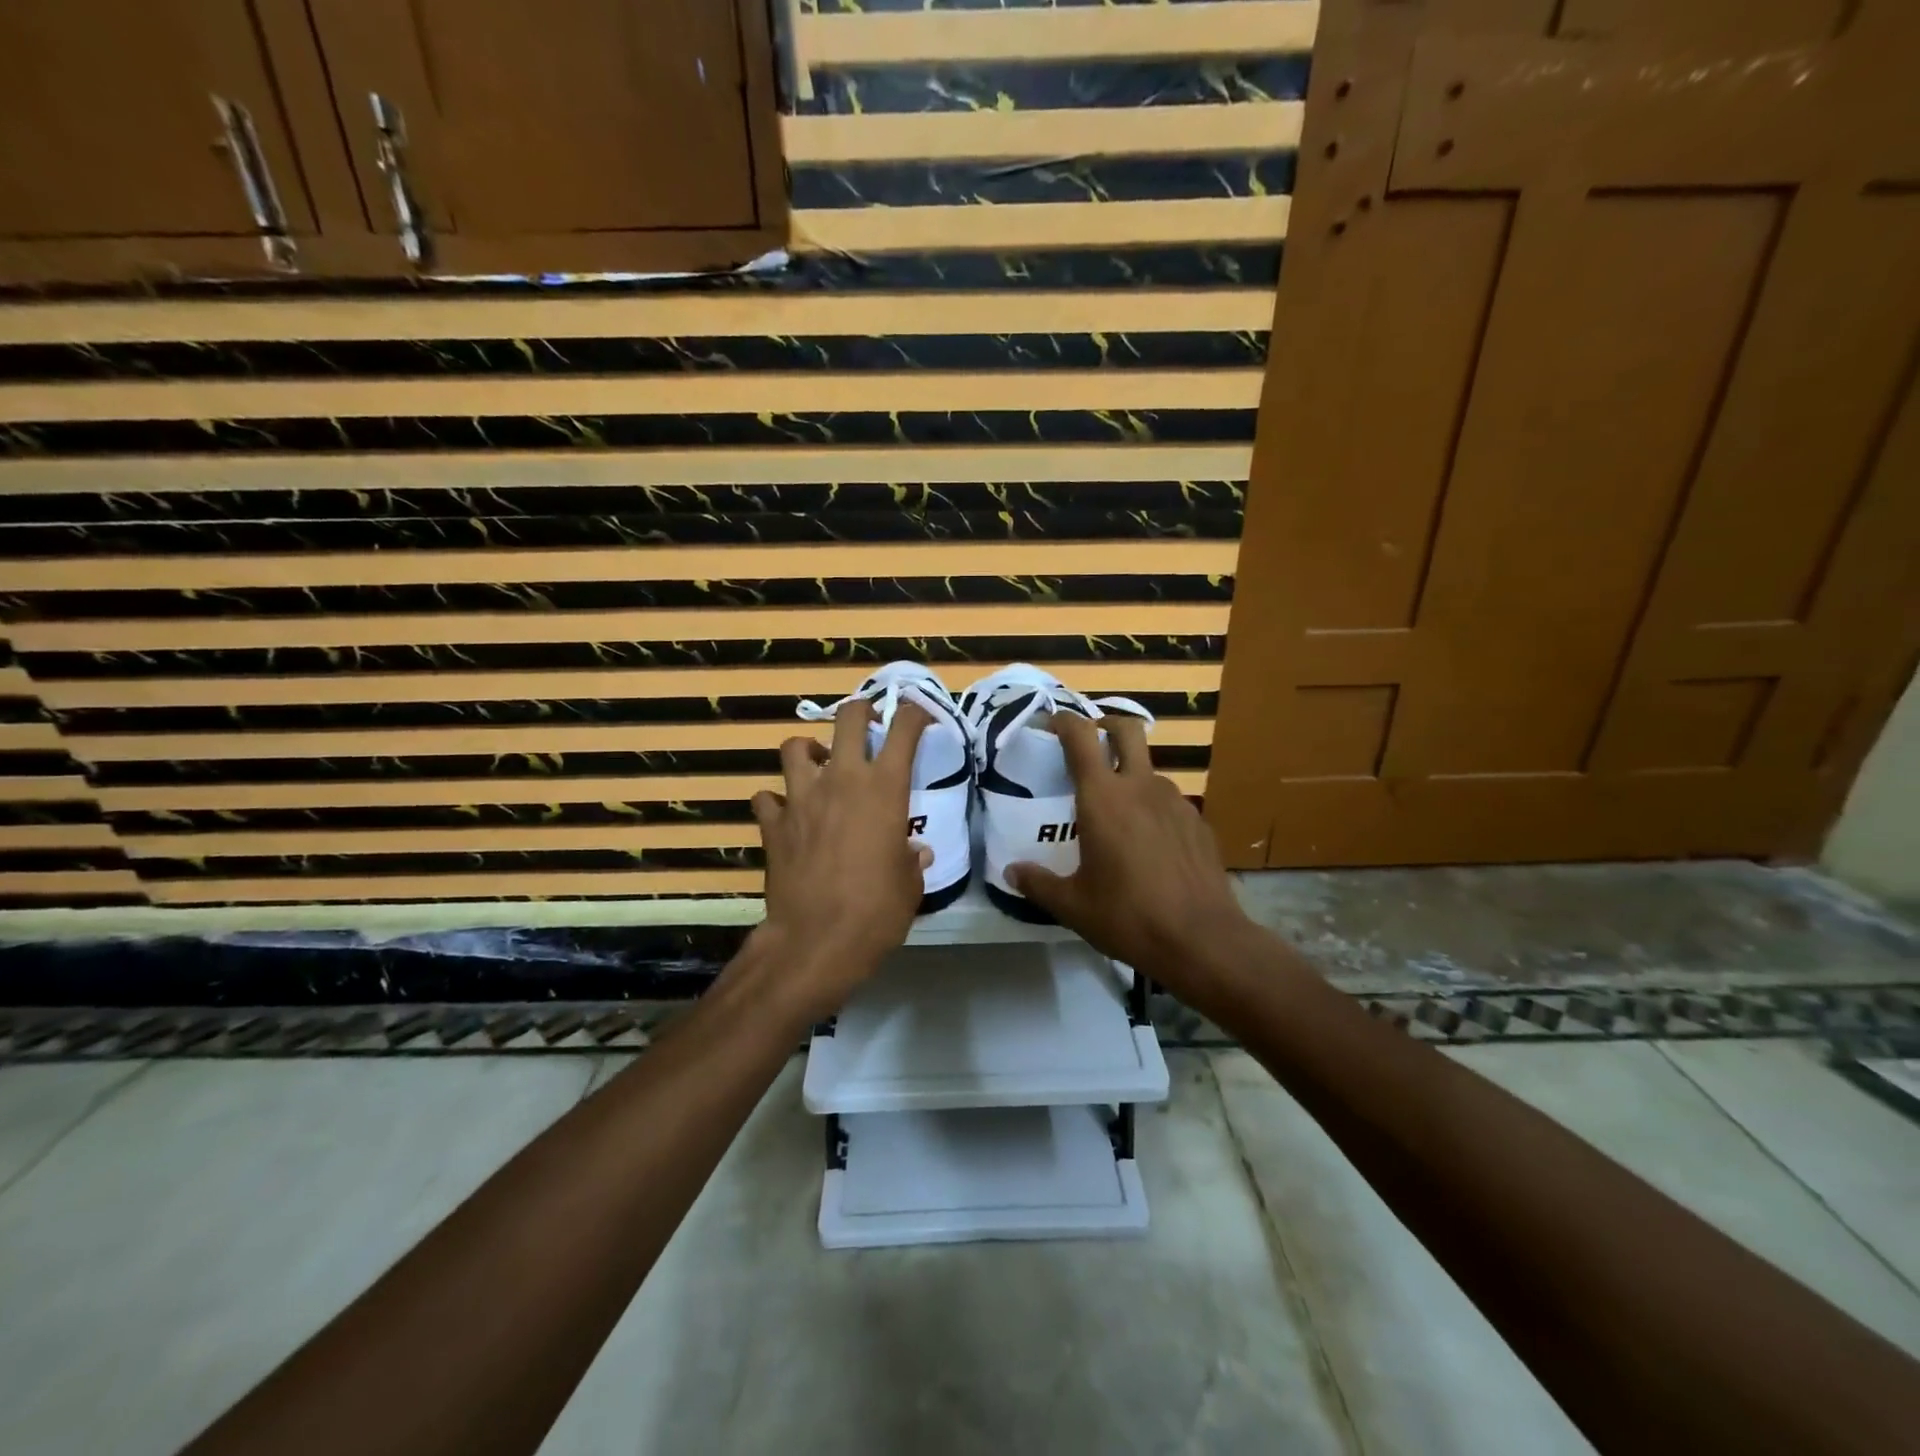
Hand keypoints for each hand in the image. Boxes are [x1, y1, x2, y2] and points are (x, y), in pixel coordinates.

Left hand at [749, 699, 932, 1016]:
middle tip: (867, 723)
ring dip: (809, 751)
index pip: (904, 730)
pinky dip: (776, 801)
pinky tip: (787, 814)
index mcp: (884, 788)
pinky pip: (766, 797)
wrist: (816, 940)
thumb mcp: (909, 885)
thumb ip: (911, 859)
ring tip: (818, 766)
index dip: (915, 713)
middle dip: (860, 711)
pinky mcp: (772, 823)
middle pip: (847, 718)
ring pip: (795, 747)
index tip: (921, 716)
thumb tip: (914, 851)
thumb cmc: (876, 910)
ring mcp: (801, 797)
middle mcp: (841, 780)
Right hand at [1006, 713, 1259, 994]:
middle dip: (1105, 725)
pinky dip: (1152, 807)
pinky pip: (1168, 801)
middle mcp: (1141, 787)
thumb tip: (1011, 872)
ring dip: (1130, 774)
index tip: (1050, 723)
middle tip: (1090, 743)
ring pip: (1149, 769)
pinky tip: (1148, 842)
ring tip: (1117, 811)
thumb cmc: (1128, 917)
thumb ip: (1038, 883)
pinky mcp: (1198, 822)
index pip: (1080, 737)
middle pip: (1127, 729)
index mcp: (1103, 798)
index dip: (1063, 721)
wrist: (1202, 939)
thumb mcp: (1073, 905)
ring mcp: (1175, 802)